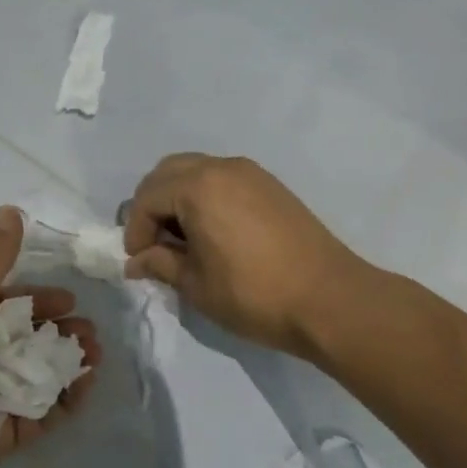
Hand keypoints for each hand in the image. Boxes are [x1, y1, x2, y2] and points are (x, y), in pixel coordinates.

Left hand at [0, 207, 100, 467]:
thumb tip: (10, 209)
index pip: (7, 303)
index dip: (39, 299)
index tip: (70, 301)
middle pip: (27, 339)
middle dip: (60, 334)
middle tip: (90, 335)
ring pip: (37, 376)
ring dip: (68, 365)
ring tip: (95, 359)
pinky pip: (38, 416)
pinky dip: (62, 404)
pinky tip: (84, 390)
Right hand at [123, 154, 367, 358]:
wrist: (331, 300)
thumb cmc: (255, 295)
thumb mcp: (197, 285)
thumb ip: (160, 264)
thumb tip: (136, 262)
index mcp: (198, 188)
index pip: (147, 199)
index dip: (135, 230)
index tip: (138, 261)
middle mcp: (220, 168)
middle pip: (167, 173)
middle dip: (151, 205)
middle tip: (153, 243)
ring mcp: (249, 172)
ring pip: (194, 170)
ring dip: (177, 197)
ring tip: (181, 238)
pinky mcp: (269, 184)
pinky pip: (221, 177)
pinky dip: (204, 195)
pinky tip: (211, 230)